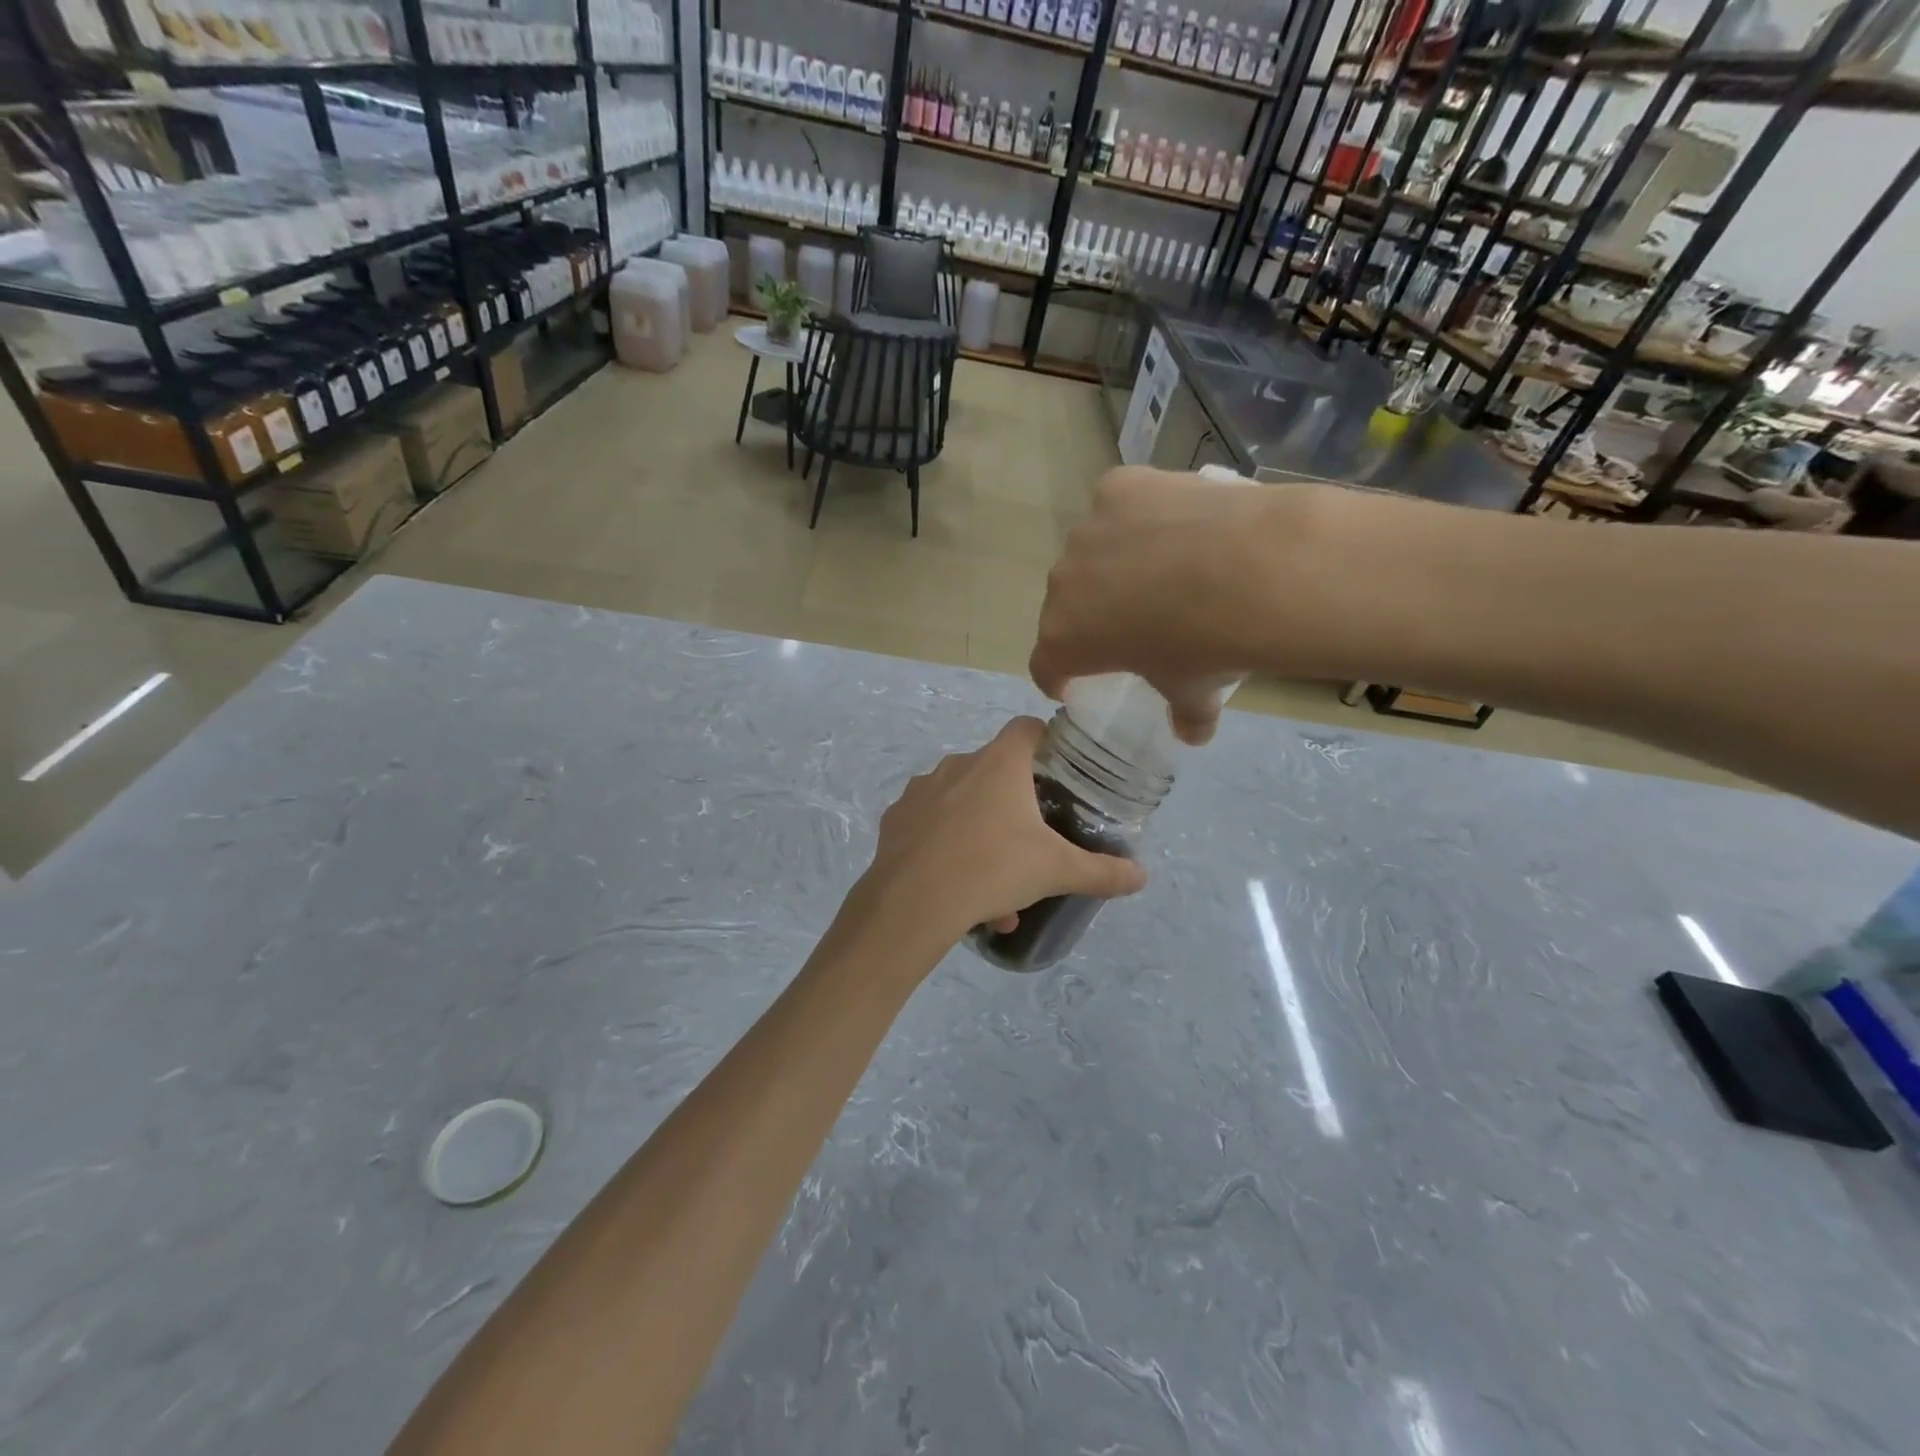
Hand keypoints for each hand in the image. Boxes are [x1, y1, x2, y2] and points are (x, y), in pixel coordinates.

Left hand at [850, 718, 1146, 952]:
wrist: (912, 902)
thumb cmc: (992, 869)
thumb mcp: (1056, 871)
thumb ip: (1102, 872)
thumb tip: (1141, 876)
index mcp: (999, 763)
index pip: (1027, 728)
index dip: (1046, 742)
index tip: (1058, 772)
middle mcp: (958, 764)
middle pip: (995, 772)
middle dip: (1014, 808)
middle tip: (1029, 847)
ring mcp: (921, 789)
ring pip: (961, 806)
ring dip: (981, 837)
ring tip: (994, 890)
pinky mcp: (896, 818)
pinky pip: (930, 826)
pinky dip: (947, 848)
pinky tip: (955, 888)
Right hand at [1030, 466, 1326, 742]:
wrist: (1255, 571)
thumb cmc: (1209, 645)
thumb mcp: (1195, 692)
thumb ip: (1185, 715)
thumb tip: (1192, 733)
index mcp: (1065, 640)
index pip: (1045, 665)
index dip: (1058, 676)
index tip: (1074, 681)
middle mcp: (1062, 583)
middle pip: (1065, 604)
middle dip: (1088, 615)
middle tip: (1128, 621)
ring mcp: (1087, 531)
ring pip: (1090, 552)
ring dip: (1111, 563)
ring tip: (1160, 566)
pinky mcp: (1117, 488)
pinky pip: (1117, 505)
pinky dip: (1136, 516)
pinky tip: (1173, 522)